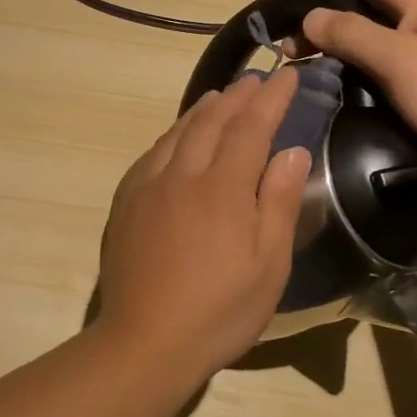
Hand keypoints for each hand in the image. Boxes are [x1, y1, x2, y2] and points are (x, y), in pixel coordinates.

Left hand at [96, 69, 309, 377]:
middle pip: (211, 121)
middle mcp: (181, 175)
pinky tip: (177, 138)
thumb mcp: (268, 266)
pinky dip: (172, 135)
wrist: (145, 341)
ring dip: (203, 110)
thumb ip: (278, 202)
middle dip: (238, 96)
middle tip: (257, 79)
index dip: (271, 98)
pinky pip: (152, 154)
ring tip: (221, 97)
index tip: (288, 75)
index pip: (251, 127)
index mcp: (222, 188)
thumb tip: (291, 151)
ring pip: (178, 133)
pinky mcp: (125, 203)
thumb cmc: (219, 311)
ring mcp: (147, 187)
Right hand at [299, 0, 416, 167]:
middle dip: (330, 8)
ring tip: (308, 54)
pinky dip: (358, 60)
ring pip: (377, 32)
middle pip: (370, 1)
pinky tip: (343, 76)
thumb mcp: (396, 57)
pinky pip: (386, 58)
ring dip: (342, 37)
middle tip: (293, 28)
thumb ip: (351, 33)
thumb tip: (311, 16)